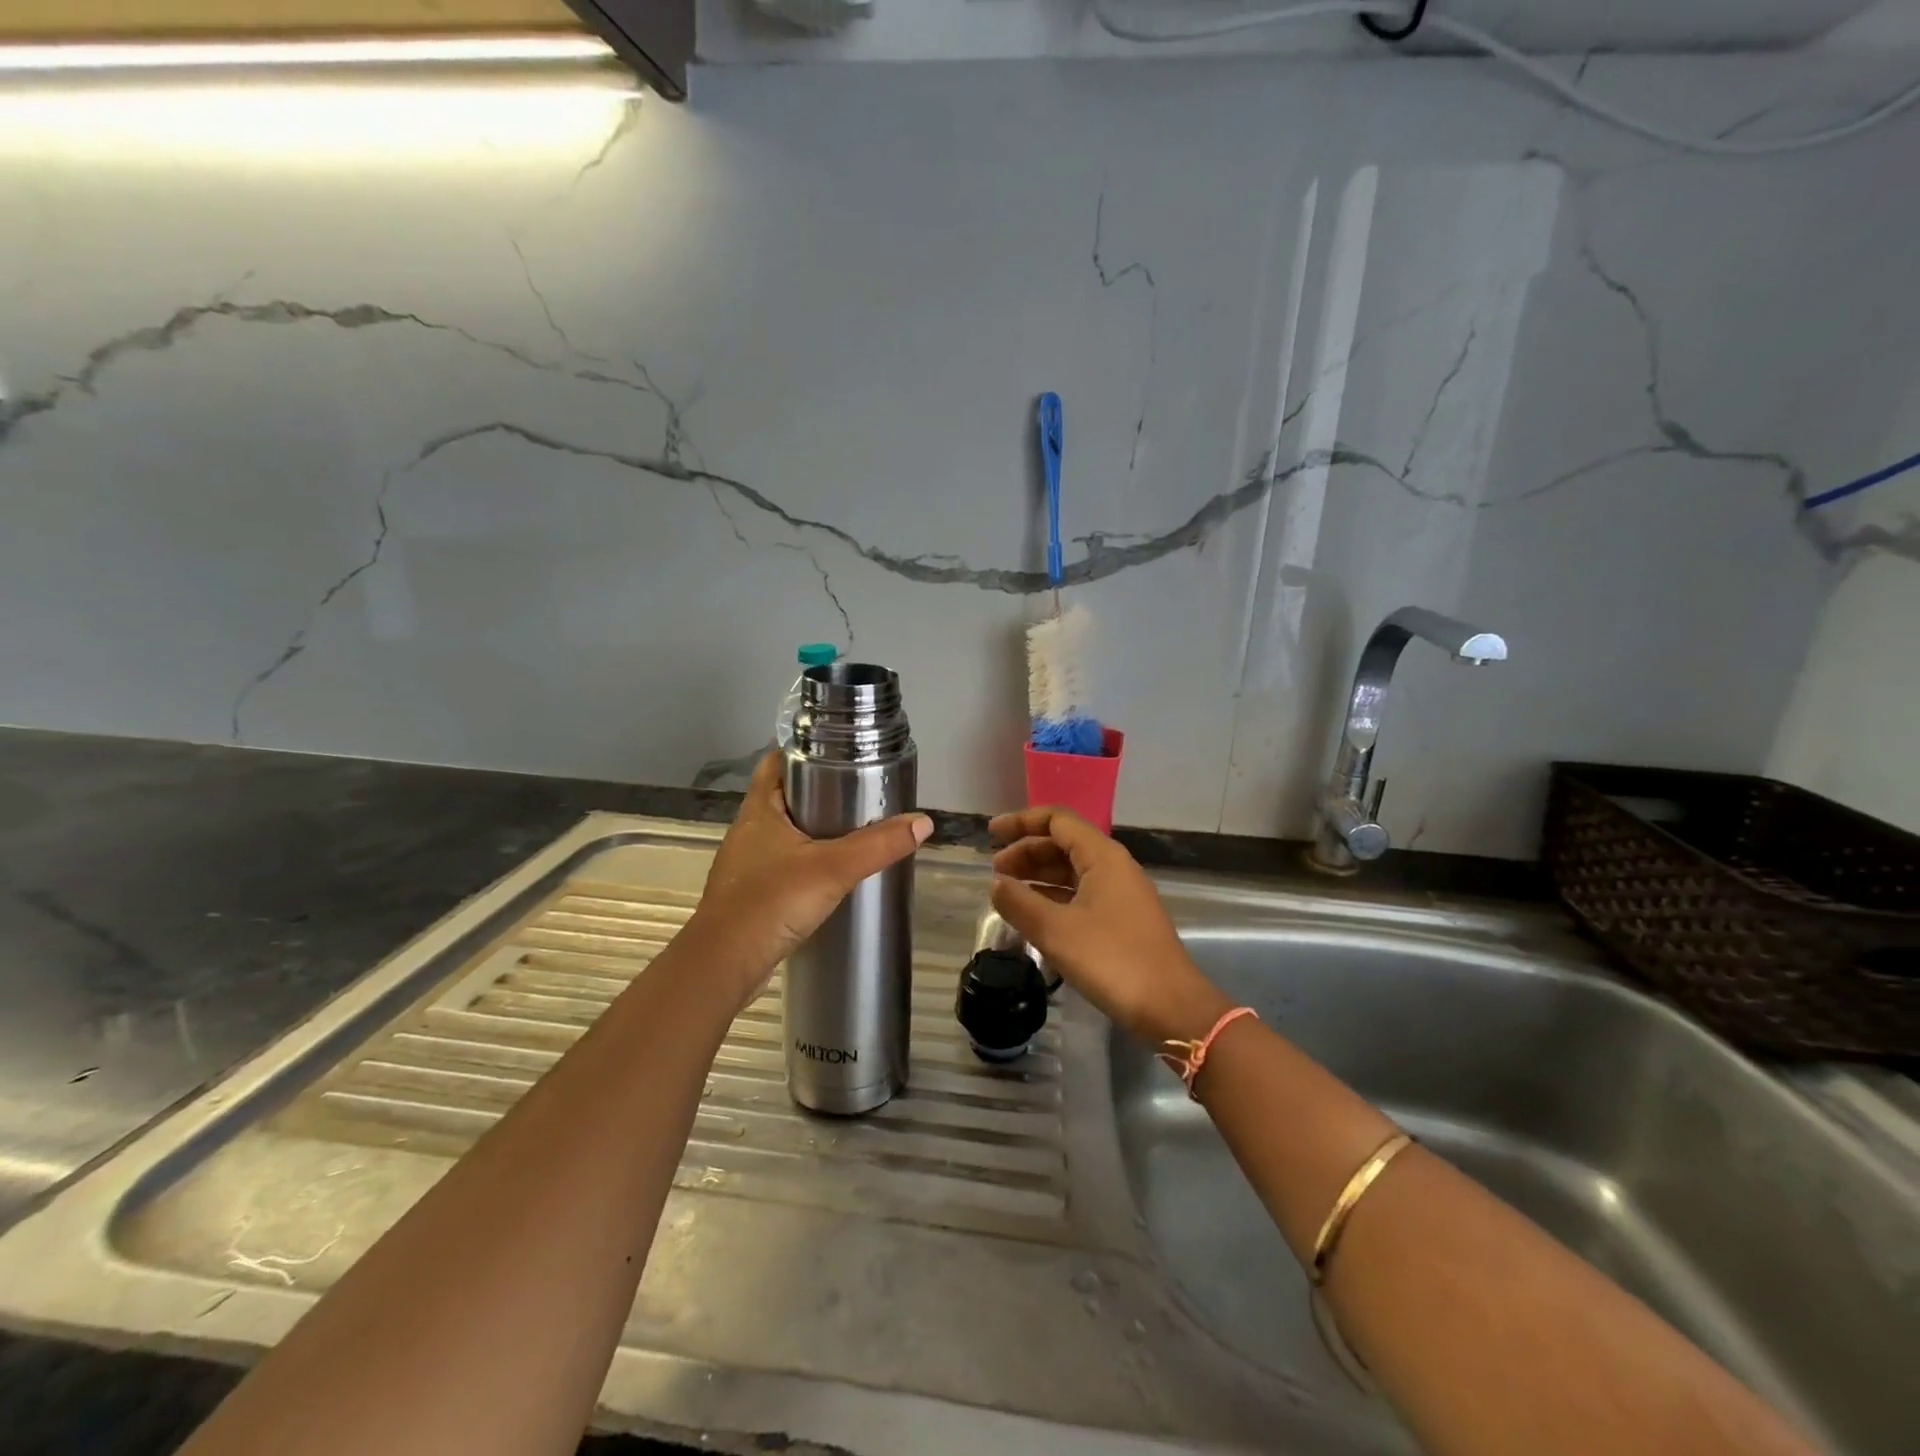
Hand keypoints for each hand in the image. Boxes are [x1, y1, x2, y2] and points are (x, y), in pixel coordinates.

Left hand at [693, 753, 931, 998]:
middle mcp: (748, 831)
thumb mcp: (832, 868)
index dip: (804, 752)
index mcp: (758, 811)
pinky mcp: (751, 895)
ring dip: (813, 830)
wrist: (725, 965)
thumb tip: (923, 822)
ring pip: (784, 833)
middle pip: (784, 797)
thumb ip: (878, 845)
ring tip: (854, 831)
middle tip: (860, 791)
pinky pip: (782, 866)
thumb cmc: (771, 902)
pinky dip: (806, 862)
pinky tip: (832, 875)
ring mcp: (747, 865)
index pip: (776, 763)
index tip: (839, 752)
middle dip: (819, 792)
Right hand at [989, 806, 1229, 1045]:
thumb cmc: (1111, 960)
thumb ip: (1019, 902)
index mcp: (1102, 856)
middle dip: (1026, 852)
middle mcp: (1114, 866)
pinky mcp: (1123, 920)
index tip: (990, 834)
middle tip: (995, 874)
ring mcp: (1121, 894)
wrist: (1170, 1007)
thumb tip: (996, 883)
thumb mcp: (1056, 931)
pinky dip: (1053, 897)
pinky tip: (1034, 915)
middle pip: (1063, 843)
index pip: (1057, 820)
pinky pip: (1081, 894)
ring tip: (1007, 893)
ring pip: (1072, 871)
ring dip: (1038, 876)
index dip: (1021, 822)